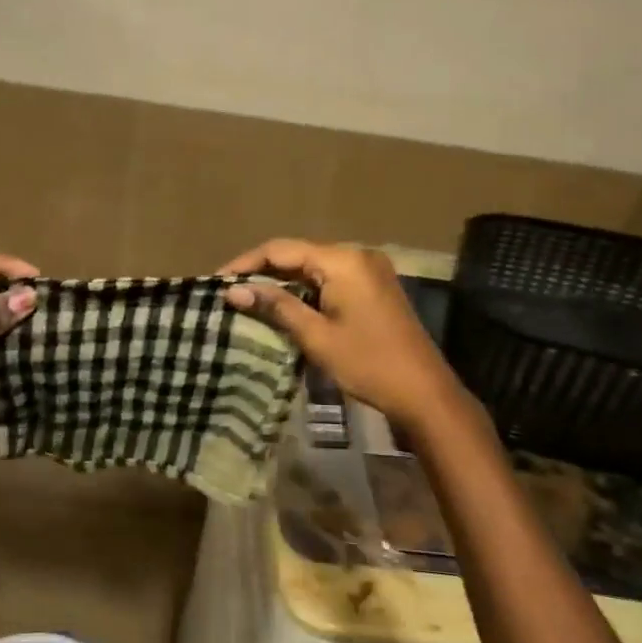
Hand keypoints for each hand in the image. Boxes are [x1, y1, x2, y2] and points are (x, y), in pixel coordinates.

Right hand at [219, 238, 472, 430]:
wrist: (424, 392)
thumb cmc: (368, 363)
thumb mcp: (316, 336)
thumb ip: (276, 307)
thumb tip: (233, 291)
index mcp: (342, 260)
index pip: (281, 250)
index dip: (246, 263)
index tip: (216, 281)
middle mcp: (356, 255)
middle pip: (298, 254)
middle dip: (262, 272)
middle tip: (229, 292)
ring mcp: (369, 270)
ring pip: (313, 267)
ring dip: (282, 282)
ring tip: (248, 299)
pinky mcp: (374, 287)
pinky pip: (330, 279)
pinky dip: (305, 290)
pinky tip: (283, 305)